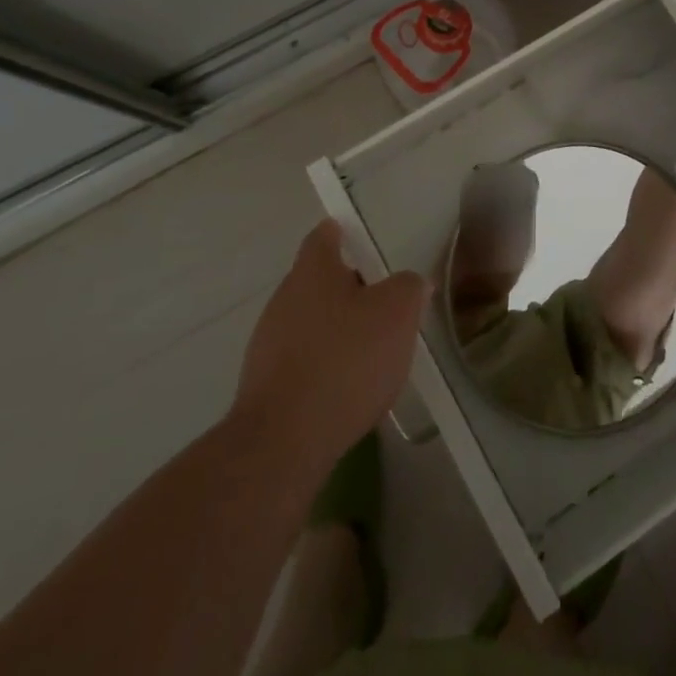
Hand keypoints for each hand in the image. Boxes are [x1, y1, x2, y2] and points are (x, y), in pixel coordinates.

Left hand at [229, 219, 429, 479]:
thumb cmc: (345, 360)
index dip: (342, 233)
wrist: (284, 442)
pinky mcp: (265, 386)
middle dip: (349, 289)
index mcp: (313, 271)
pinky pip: (303, 361)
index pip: (324, 236)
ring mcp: (268, 344)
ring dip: (338, 330)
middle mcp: (284, 299)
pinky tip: (349, 389)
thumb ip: (409, 288)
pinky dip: (325, 365)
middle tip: (384, 302)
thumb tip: (410, 283)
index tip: (360, 238)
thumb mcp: (397, 313)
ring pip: (311, 323)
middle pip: (318, 281)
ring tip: (372, 351)